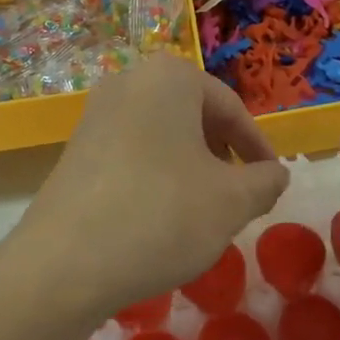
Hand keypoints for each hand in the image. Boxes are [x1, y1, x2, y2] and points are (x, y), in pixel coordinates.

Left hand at [15, 55, 288, 321]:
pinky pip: (131, 150)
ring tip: (201, 210)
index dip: (257, 147)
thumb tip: (276, 174)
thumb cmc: (161, 214)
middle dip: (221, 154)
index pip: (230, 107)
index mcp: (170, 77)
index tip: (271, 181)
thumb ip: (264, 182)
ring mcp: (97, 112)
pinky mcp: (76, 146)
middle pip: (193, 115)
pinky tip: (159, 217)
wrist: (63, 262)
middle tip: (237, 195)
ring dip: (190, 166)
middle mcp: (130, 80)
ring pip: (162, 133)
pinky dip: (156, 174)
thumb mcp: (230, 202)